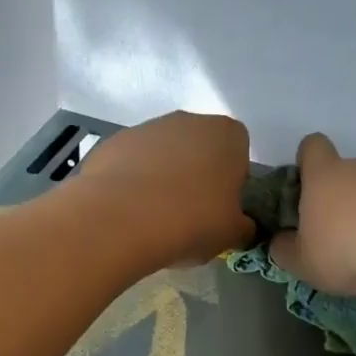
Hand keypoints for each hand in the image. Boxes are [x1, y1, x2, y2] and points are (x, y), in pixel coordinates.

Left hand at [77, 111, 254, 265]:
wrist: (121, 220)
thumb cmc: (192, 222)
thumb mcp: (232, 234)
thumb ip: (243, 226)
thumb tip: (241, 227)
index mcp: (227, 135)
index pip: (238, 154)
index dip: (230, 184)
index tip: (219, 210)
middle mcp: (188, 120)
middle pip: (198, 150)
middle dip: (195, 178)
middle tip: (188, 217)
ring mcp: (146, 128)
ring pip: (162, 156)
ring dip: (161, 180)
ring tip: (153, 219)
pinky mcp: (112, 142)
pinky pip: (130, 164)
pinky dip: (130, 184)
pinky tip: (127, 213)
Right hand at [269, 133, 355, 293]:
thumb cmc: (348, 249)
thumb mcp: (304, 263)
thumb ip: (286, 251)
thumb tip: (280, 242)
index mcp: (325, 177)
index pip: (312, 147)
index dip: (309, 161)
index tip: (310, 185)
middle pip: (352, 172)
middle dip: (350, 199)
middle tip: (351, 238)